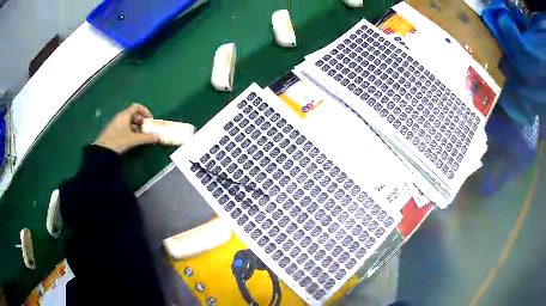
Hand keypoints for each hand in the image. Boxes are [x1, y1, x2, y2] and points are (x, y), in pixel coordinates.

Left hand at [94, 104, 159, 153]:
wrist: (102, 151)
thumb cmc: (118, 141)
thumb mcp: (134, 139)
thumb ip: (146, 138)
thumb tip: (159, 137)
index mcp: (125, 115)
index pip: (137, 107)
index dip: (145, 111)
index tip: (150, 120)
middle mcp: (120, 117)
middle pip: (133, 115)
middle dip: (141, 121)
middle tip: (147, 130)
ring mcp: (115, 124)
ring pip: (129, 122)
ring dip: (136, 128)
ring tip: (141, 137)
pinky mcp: (113, 132)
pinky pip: (124, 128)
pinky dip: (130, 132)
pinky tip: (132, 140)